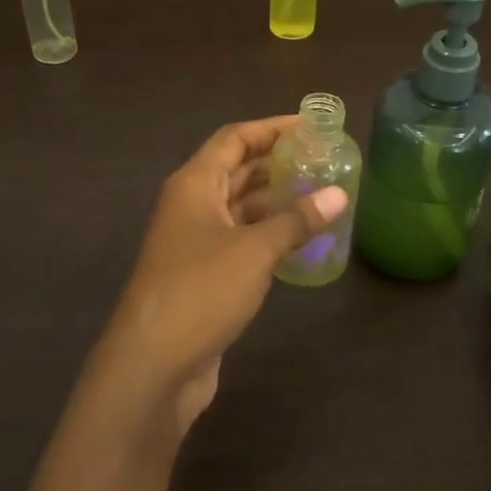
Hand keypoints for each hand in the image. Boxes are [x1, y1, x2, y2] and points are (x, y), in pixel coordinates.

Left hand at [91, 116, 348, 428]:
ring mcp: (194, 242)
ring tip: (320, 196)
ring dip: (275, 200)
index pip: (234, 139)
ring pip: (240, 208)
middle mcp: (191, 205)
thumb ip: (297, 220)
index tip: (310, 127)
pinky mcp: (203, 275)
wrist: (153, 363)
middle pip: (236, 170)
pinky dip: (268, 234)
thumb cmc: (200, 290)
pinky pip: (240, 240)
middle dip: (277, 163)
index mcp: (194, 184)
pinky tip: (300, 240)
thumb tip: (337, 195)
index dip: (271, 128)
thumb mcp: (254, 250)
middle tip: (323, 161)